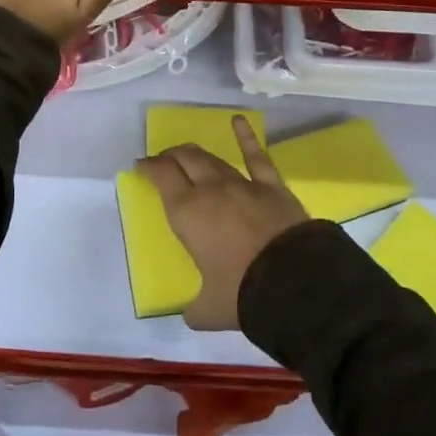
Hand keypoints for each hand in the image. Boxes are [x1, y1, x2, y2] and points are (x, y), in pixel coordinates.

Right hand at [134, 117, 308, 330]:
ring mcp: (242, 184)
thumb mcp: (208, 309)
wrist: (294, 281)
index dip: (149, 168)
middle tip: (163, 160)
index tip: (141, 166)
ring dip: (196, 153)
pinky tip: (239, 121)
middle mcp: (210, 190)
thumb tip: (190, 314)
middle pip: (185, 160)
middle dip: (170, 156)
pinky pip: (256, 157)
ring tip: (187, 152)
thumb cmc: (242, 293)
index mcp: (187, 213)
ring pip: (213, 159)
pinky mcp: (271, 186)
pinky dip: (246, 137)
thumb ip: (194, 308)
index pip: (161, 177)